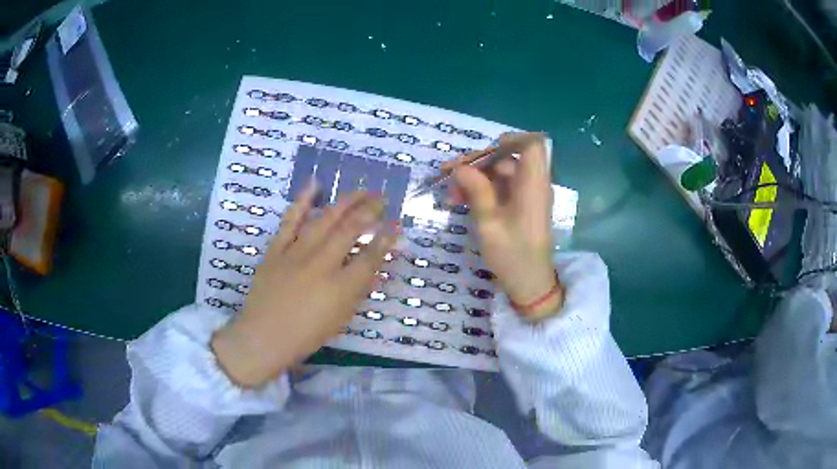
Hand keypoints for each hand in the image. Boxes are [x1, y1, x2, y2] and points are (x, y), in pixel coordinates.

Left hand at [211, 184, 396, 387]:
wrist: (264, 336)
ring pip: (325, 220)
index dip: (387, 239)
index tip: (397, 225)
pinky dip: (302, 201)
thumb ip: (358, 291)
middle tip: (382, 199)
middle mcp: (322, 264)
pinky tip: (315, 184)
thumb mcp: (340, 319)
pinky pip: (290, 221)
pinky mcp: (276, 249)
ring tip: (361, 191)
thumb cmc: (306, 335)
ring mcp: (296, 253)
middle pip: (350, 229)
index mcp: (341, 287)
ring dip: (346, 202)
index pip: (371, 256)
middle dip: (370, 211)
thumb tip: (374, 269)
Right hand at [450, 134, 562, 320]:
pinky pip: (500, 189)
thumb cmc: (513, 255)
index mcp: (533, 185)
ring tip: (449, 193)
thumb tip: (459, 167)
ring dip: (474, 179)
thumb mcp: (489, 223)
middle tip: (449, 173)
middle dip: (477, 163)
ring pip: (500, 174)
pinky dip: (481, 191)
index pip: (533, 145)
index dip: (510, 140)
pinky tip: (459, 200)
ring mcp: (526, 196)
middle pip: (508, 158)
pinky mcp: (520, 207)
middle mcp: (533, 185)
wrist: (530, 285)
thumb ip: (476, 191)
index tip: (483, 150)